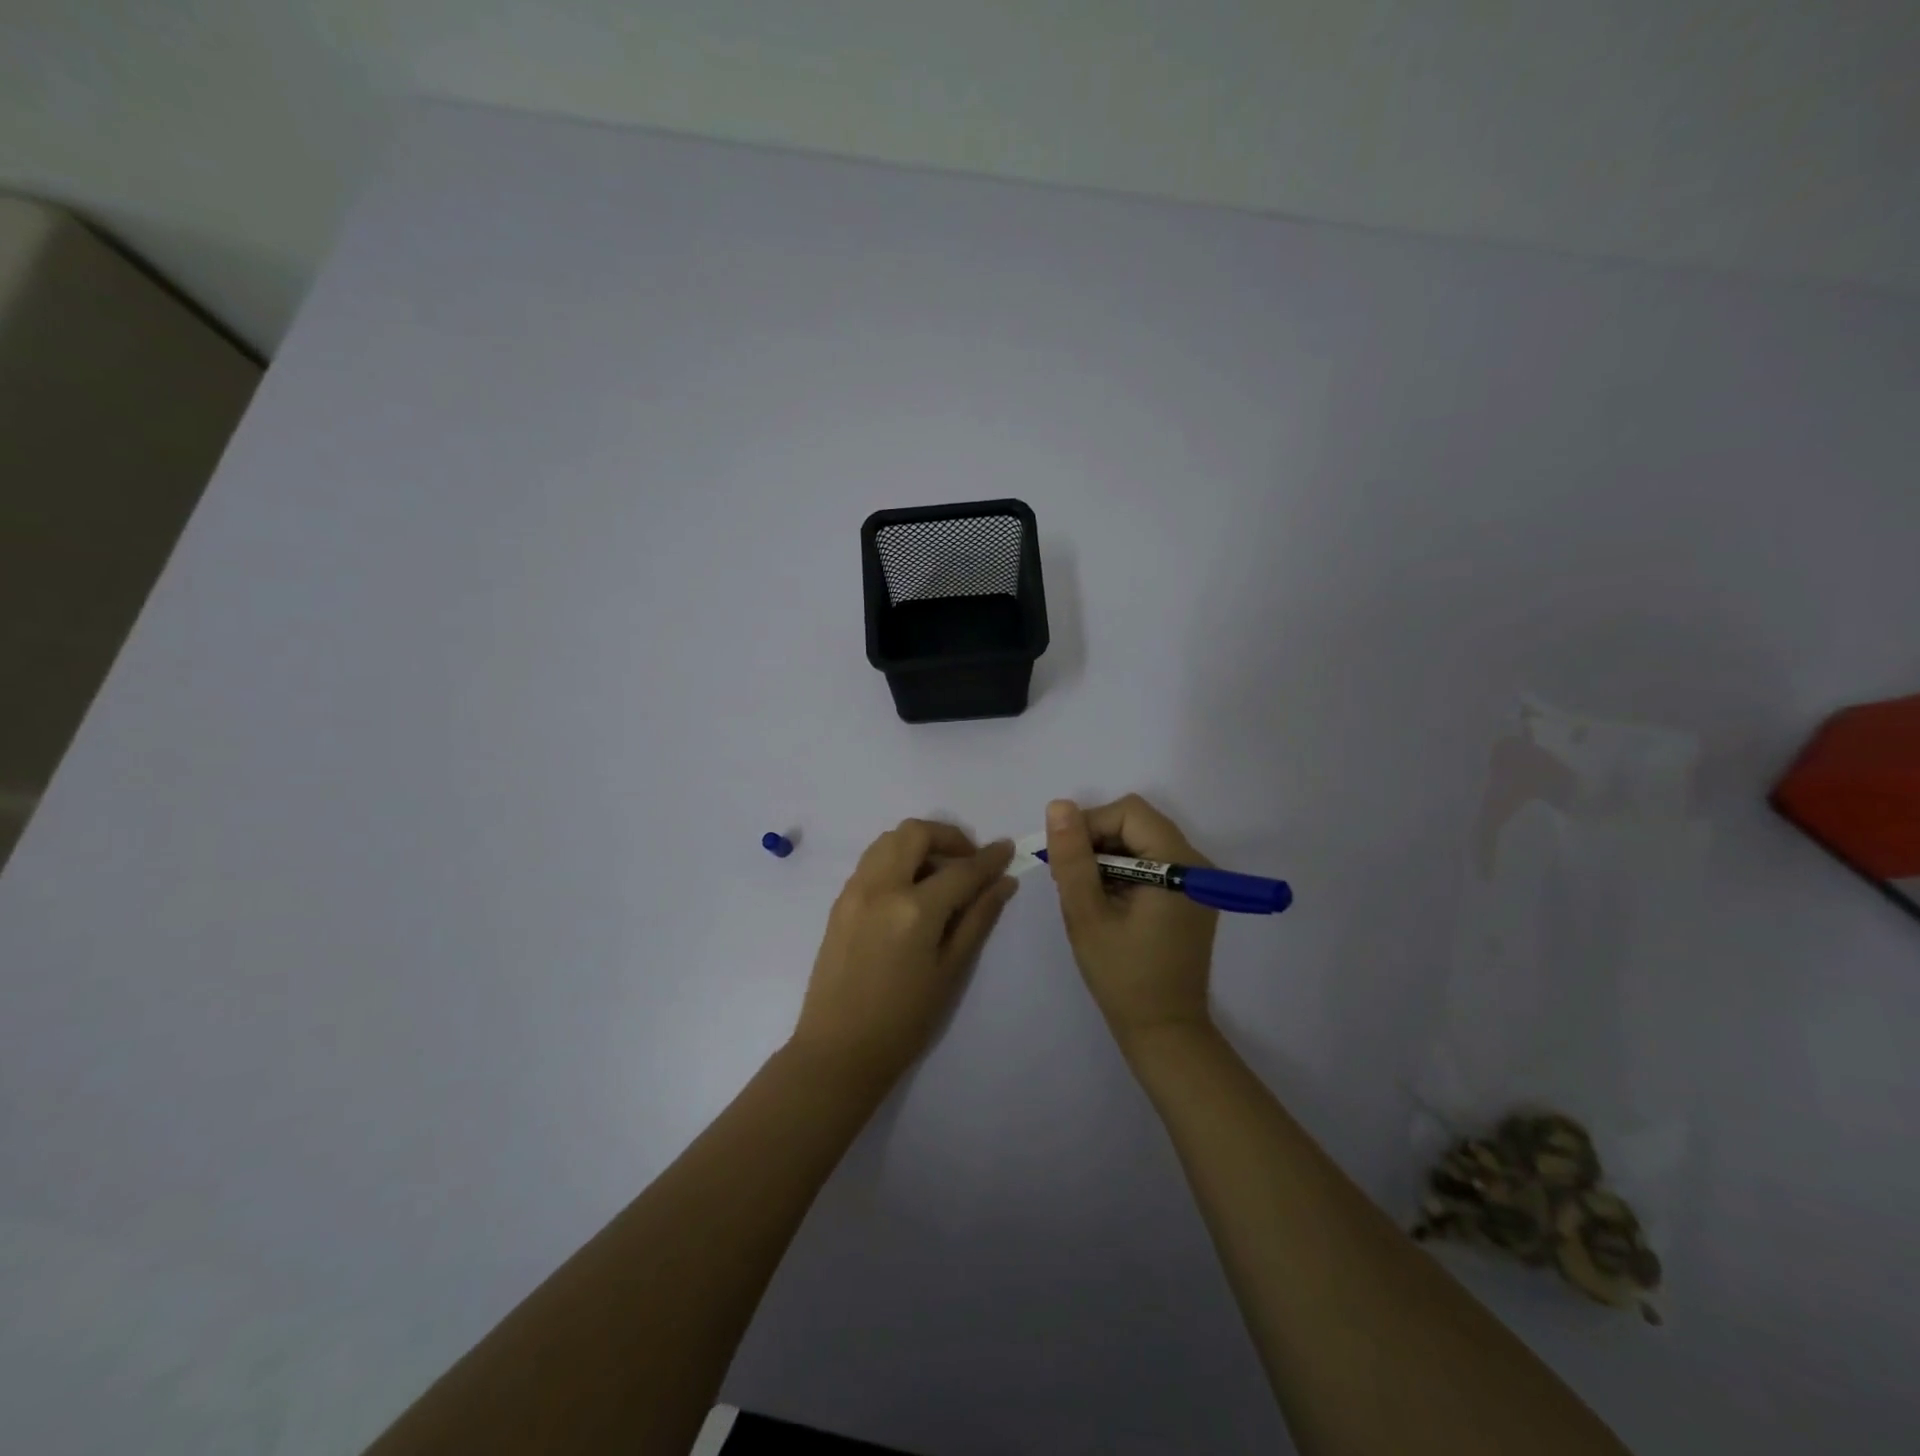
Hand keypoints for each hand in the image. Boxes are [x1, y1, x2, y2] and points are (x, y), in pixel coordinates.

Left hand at [793, 820, 1017, 1084]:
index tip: (1007, 848)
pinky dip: (896, 858)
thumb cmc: (904, 1021)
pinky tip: (911, 889)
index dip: (989, 858)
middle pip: (916, 833)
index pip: (961, 870)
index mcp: (913, 909)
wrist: (838, 1051)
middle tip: (969, 862)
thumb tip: (1004, 882)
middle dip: (949, 837)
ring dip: (919, 843)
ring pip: (888, 840)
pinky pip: (871, 860)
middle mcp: (880, 887)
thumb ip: (978, 919)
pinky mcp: (839, 901)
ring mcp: (854, 891)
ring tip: (940, 873)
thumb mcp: (951, 971)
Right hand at [1045, 796, 1218, 1052]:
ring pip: (1142, 842)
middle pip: (1137, 824)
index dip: (1090, 825)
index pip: (1128, 813)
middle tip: (1070, 879)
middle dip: (1097, 841)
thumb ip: (1073, 857)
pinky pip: (1152, 863)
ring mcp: (1197, 882)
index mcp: (1179, 865)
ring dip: (1107, 857)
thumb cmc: (1122, 975)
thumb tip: (1059, 806)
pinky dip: (1123, 872)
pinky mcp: (1190, 897)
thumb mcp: (1087, 914)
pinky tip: (1106, 903)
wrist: (1163, 1031)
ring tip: (1085, 894)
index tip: (1064, 859)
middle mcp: (1196, 864)